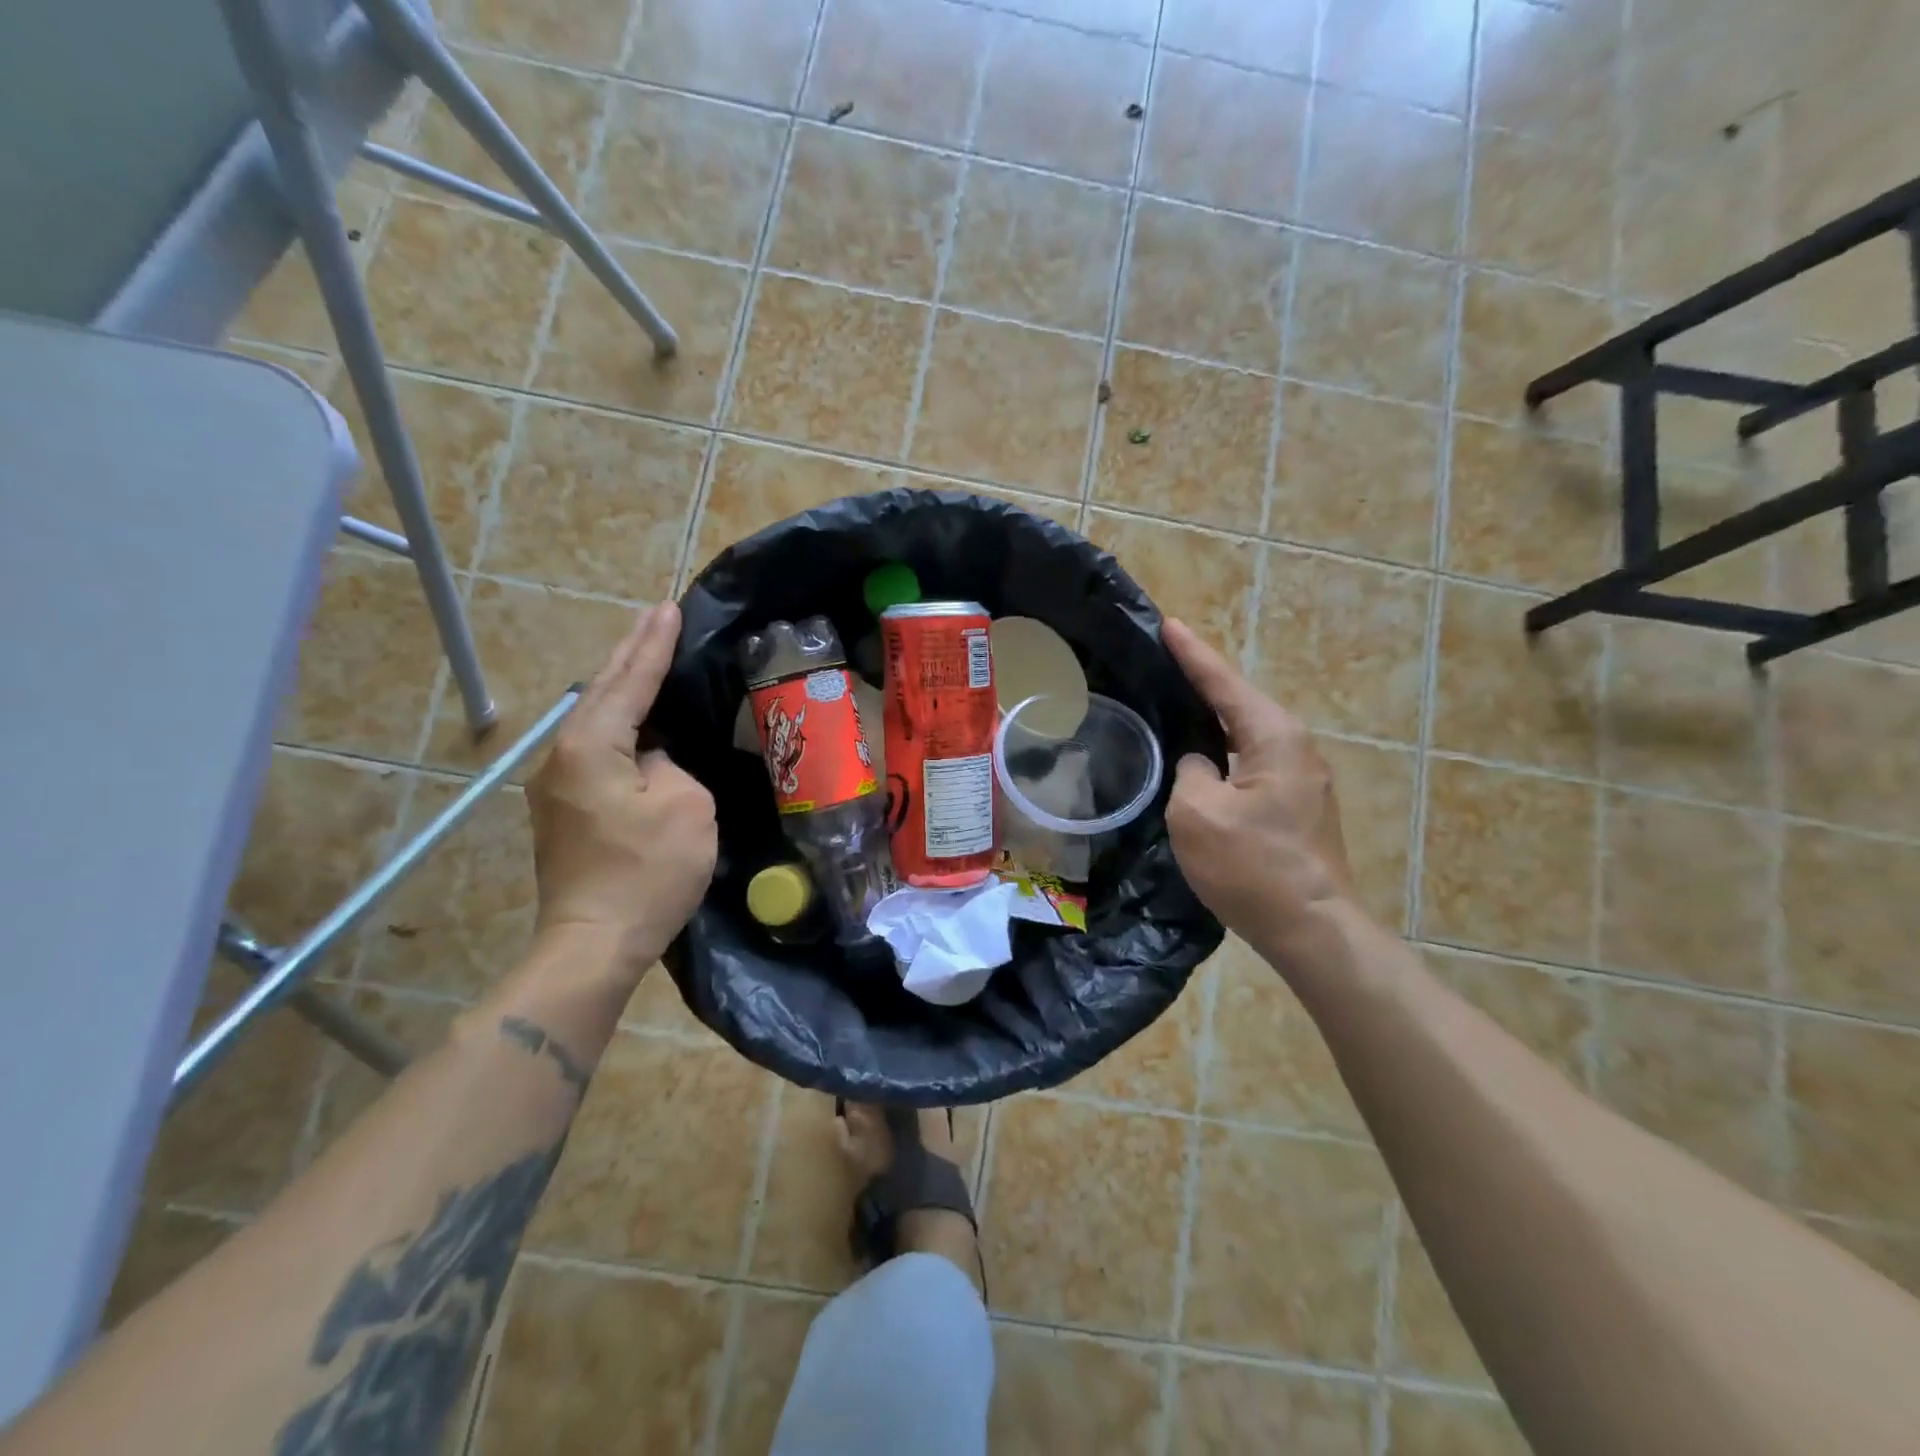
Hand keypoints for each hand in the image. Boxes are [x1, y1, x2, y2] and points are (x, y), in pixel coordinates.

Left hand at [527, 602, 716, 972]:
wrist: (594, 944)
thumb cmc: (647, 872)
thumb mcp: (685, 806)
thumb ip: (671, 766)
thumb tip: (653, 763)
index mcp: (591, 747)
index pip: (630, 683)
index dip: (653, 645)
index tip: (668, 607)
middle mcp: (563, 758)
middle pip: (602, 693)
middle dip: (631, 653)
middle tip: (655, 617)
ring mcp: (558, 788)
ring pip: (597, 721)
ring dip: (624, 688)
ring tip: (647, 658)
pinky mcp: (567, 813)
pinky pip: (597, 750)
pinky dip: (621, 725)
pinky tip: (638, 723)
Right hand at [1162, 618, 1356, 958]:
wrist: (1311, 927)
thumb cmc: (1251, 865)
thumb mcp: (1197, 812)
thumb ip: (1190, 770)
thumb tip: (1200, 764)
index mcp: (1273, 737)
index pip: (1223, 683)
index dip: (1191, 653)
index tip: (1168, 623)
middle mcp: (1296, 747)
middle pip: (1239, 704)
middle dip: (1202, 684)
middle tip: (1164, 664)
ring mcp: (1302, 779)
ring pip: (1246, 736)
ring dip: (1213, 722)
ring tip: (1176, 706)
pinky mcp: (1298, 807)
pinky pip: (1252, 763)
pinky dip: (1224, 753)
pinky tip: (1201, 759)